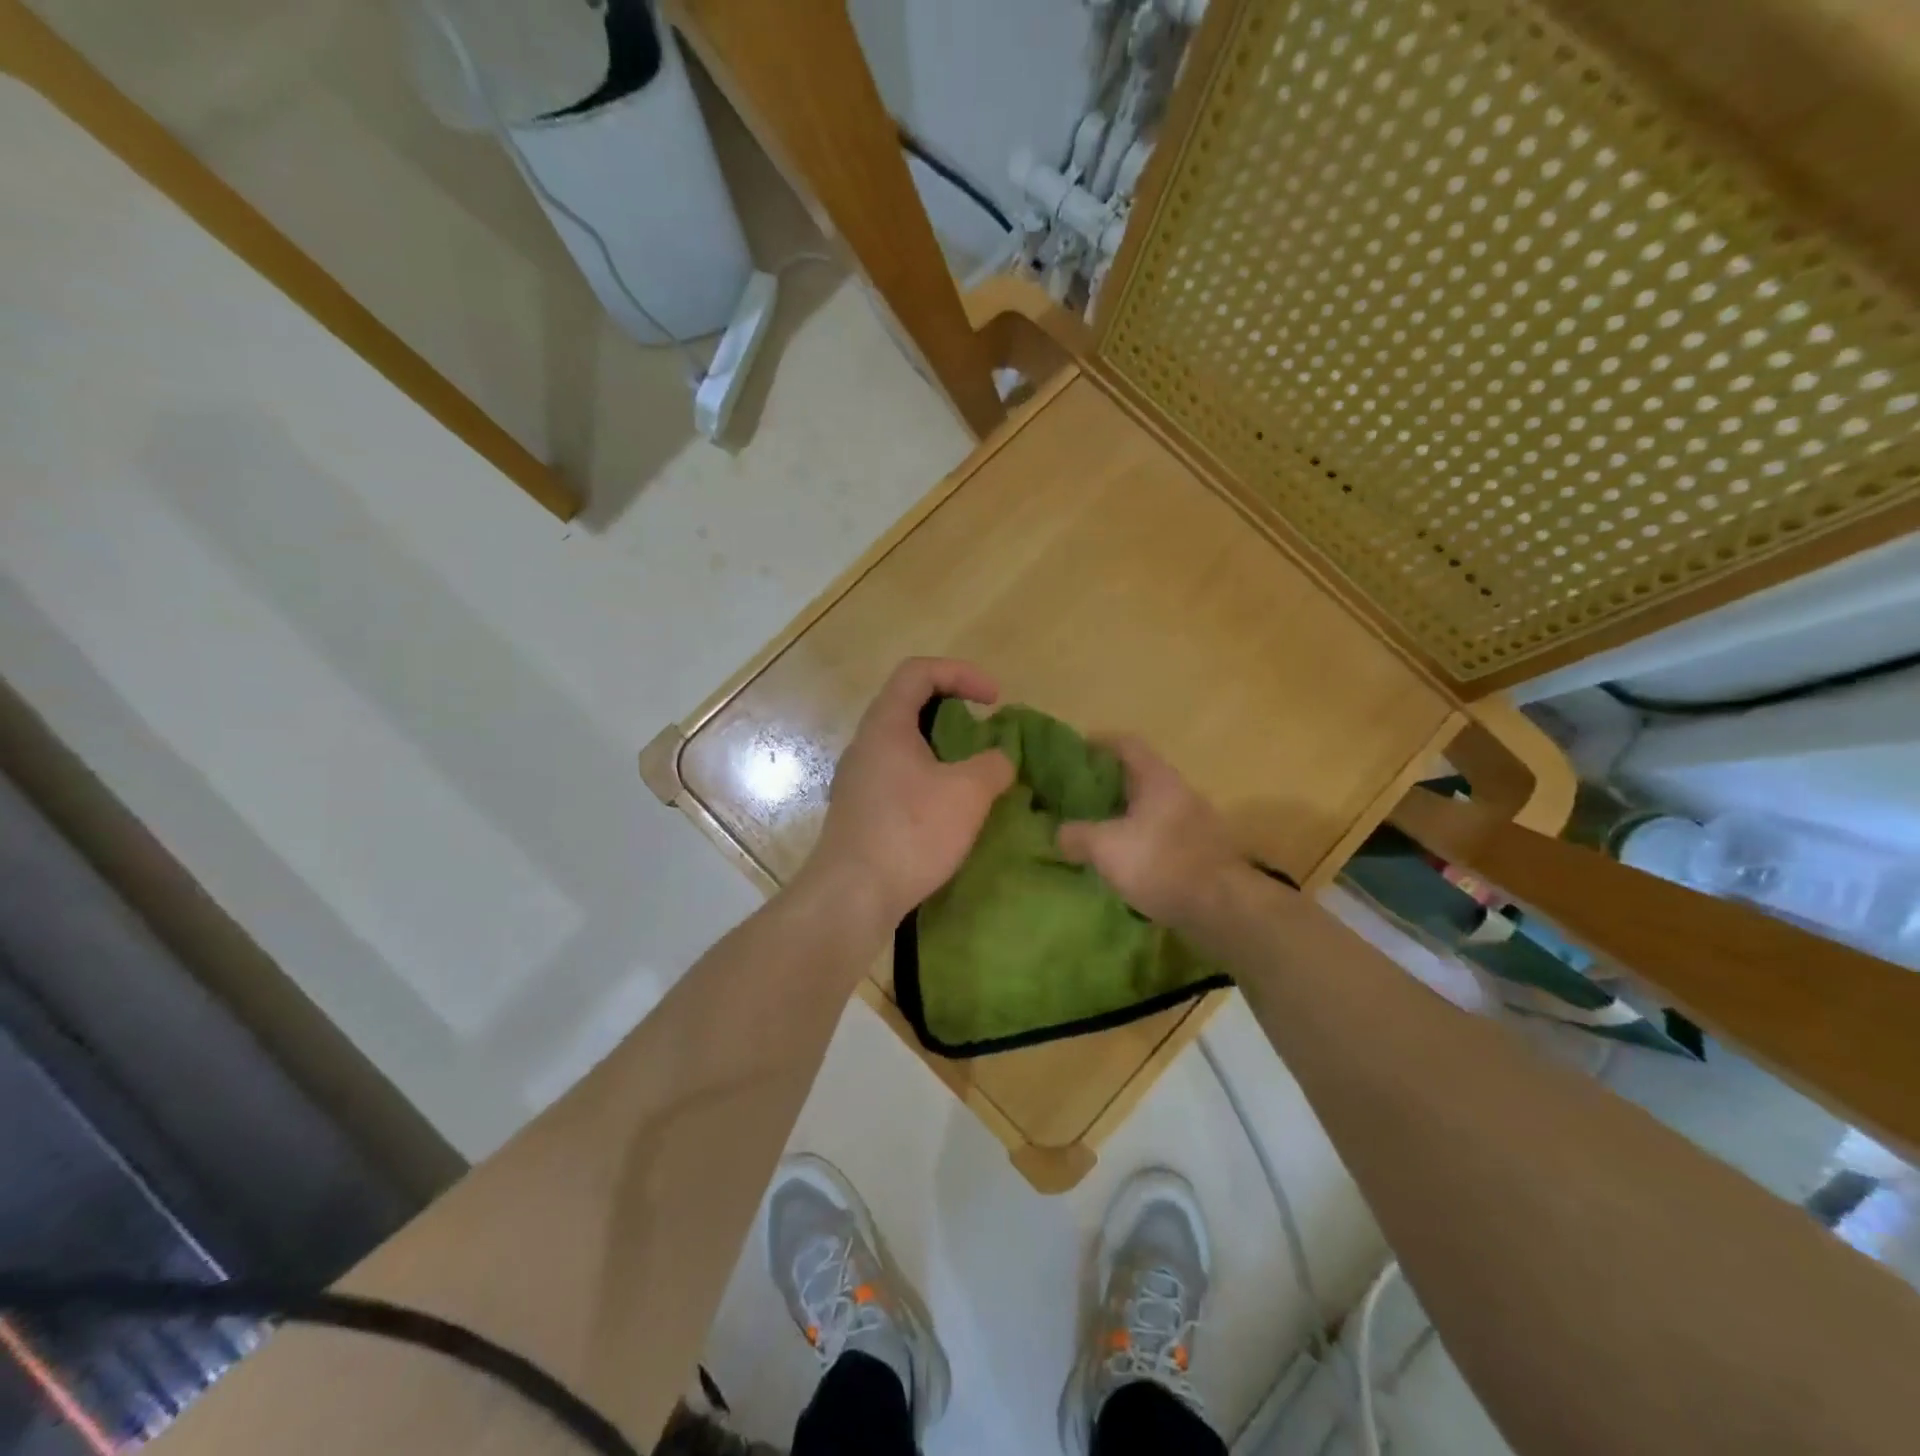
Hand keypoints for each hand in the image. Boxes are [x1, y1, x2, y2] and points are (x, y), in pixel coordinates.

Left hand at [803, 658, 1015, 930]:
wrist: (852, 896)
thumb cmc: (910, 832)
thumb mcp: (968, 793)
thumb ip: (993, 765)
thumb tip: (999, 760)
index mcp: (886, 724)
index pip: (919, 671)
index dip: (961, 673)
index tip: (994, 700)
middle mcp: (866, 744)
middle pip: (909, 704)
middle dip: (953, 710)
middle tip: (984, 732)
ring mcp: (858, 778)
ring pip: (904, 744)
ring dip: (942, 748)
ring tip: (973, 772)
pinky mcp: (860, 810)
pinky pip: (899, 776)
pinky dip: (929, 777)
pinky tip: (949, 809)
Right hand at [1056, 736, 1243, 930]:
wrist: (1222, 907)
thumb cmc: (1160, 862)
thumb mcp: (1105, 847)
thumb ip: (1076, 835)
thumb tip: (1059, 833)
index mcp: (1157, 778)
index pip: (1126, 745)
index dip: (1098, 744)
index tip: (1074, 754)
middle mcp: (1179, 792)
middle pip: (1138, 777)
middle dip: (1107, 785)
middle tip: (1076, 798)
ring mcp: (1195, 822)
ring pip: (1150, 809)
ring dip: (1124, 816)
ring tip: (1095, 831)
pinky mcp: (1201, 851)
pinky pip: (1161, 835)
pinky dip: (1140, 841)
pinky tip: (1123, 861)